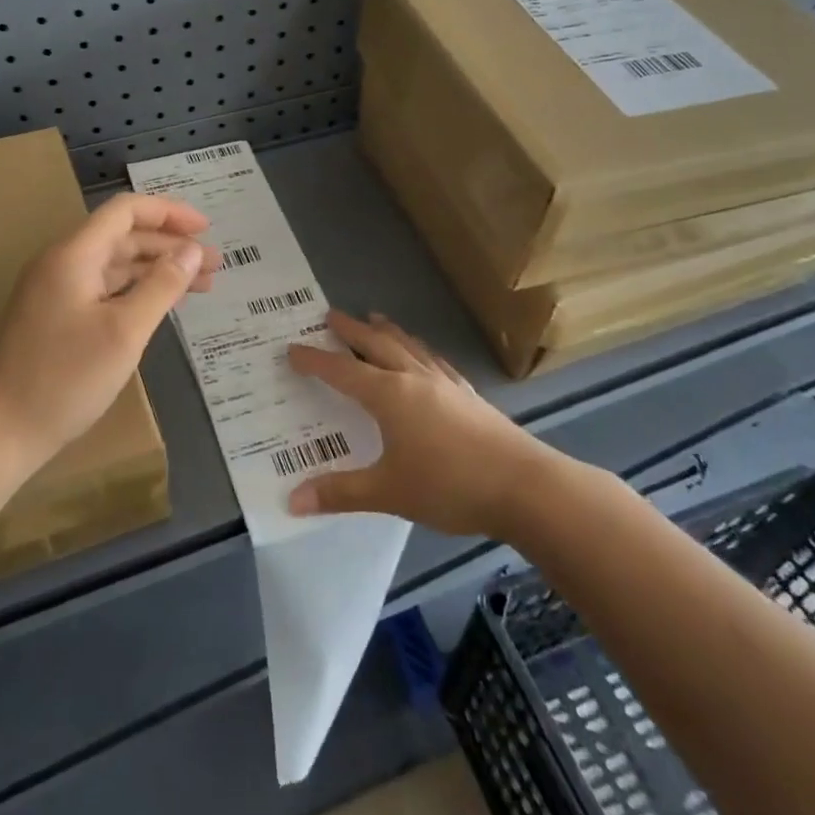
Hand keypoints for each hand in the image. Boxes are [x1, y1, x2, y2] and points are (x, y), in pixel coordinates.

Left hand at [0, 193, 216, 477]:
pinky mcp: (55, 320)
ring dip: (156, 270)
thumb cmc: (63, 379)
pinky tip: (160, 307)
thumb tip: (192, 250)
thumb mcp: (124, 332)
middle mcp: (62, 264)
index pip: (125, 211)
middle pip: (123, 237)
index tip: (206, 229)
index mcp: (74, 255)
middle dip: (170, 246)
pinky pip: (103, 291)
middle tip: (214, 265)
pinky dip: (136, 292)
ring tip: (200, 285)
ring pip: (115, 267)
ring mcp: (55, 293)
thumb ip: (162, 286)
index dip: (169, 212)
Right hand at [286, 311, 558, 537]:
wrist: (523, 485)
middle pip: (376, 345)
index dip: (315, 360)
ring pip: (409, 346)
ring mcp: (446, 383)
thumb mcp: (388, 492)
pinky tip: (424, 355)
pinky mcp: (469, 394)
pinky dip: (420, 350)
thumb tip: (292, 500)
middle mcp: (414, 379)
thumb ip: (340, 492)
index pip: (342, 371)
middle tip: (331, 314)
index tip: (293, 348)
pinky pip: (435, 360)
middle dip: (351, 330)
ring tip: (375, 318)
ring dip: (387, 331)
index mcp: (389, 395)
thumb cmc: (449, 485)